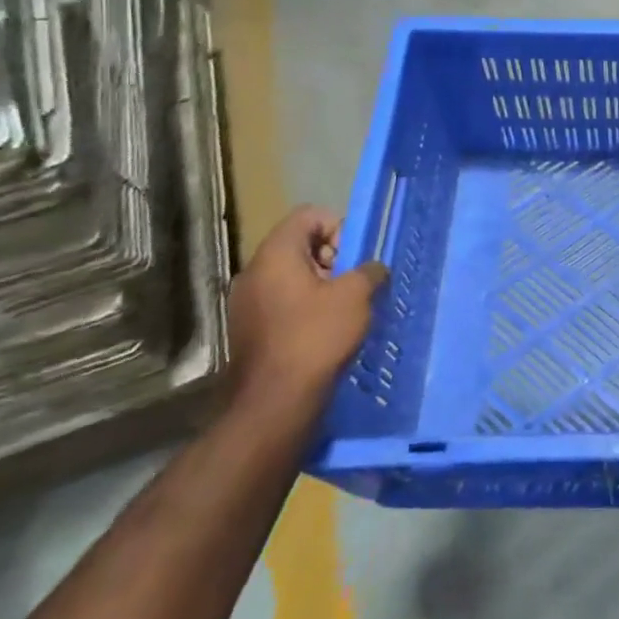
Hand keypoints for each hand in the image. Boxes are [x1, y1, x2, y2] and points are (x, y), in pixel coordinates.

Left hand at [228, 206, 386, 417]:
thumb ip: (369, 271)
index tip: (354, 256)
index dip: (338, 226)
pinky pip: (281, 302)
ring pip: (290, 276)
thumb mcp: (356, 296)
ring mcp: (245, 303)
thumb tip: (373, 268)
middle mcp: (253, 272)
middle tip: (354, 283)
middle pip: (299, 245)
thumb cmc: (316, 337)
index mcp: (275, 254)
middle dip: (332, 257)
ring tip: (344, 310)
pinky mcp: (247, 331)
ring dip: (320, 285)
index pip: (308, 215)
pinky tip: (325, 331)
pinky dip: (305, 307)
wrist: (274, 403)